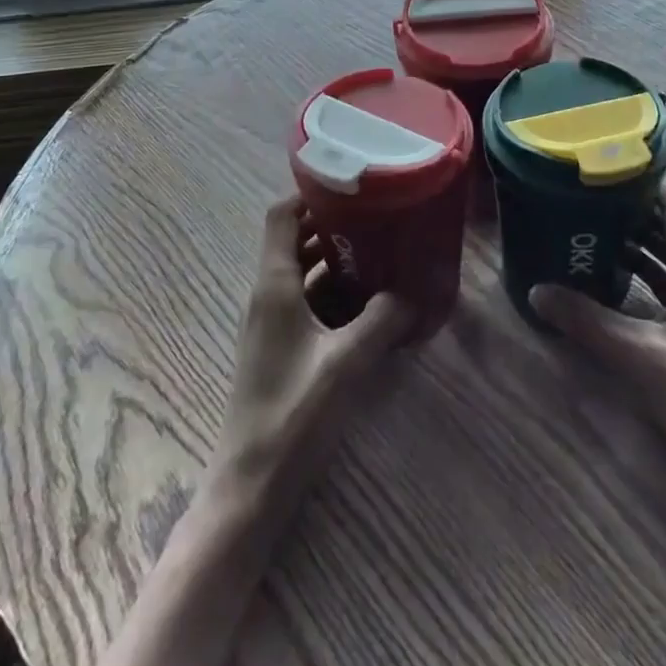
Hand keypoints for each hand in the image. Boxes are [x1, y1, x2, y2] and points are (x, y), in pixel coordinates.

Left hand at [209, 198, 415, 511]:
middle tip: (378, 216)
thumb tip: (414, 292)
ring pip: (302, 272)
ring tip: (380, 252)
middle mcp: (267, 293)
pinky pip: (306, 301)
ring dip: (335, 259)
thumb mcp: (347, 363)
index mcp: (274, 284)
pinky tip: (367, 304)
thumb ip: (383, 321)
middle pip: (295, 239)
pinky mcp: (279, 346)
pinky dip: (332, 292)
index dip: (310, 193)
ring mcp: (271, 321)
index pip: (282, 216)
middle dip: (333, 224)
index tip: (350, 183)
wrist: (251, 482)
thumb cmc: (294, 413)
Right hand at [530, 184, 665, 497]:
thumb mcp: (644, 359)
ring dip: (633, 249)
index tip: (603, 176)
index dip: (647, 186)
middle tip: (583, 206)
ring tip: (587, 240)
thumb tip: (536, 290)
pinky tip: (609, 291)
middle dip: (629, 216)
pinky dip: (640, 282)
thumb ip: (590, 324)